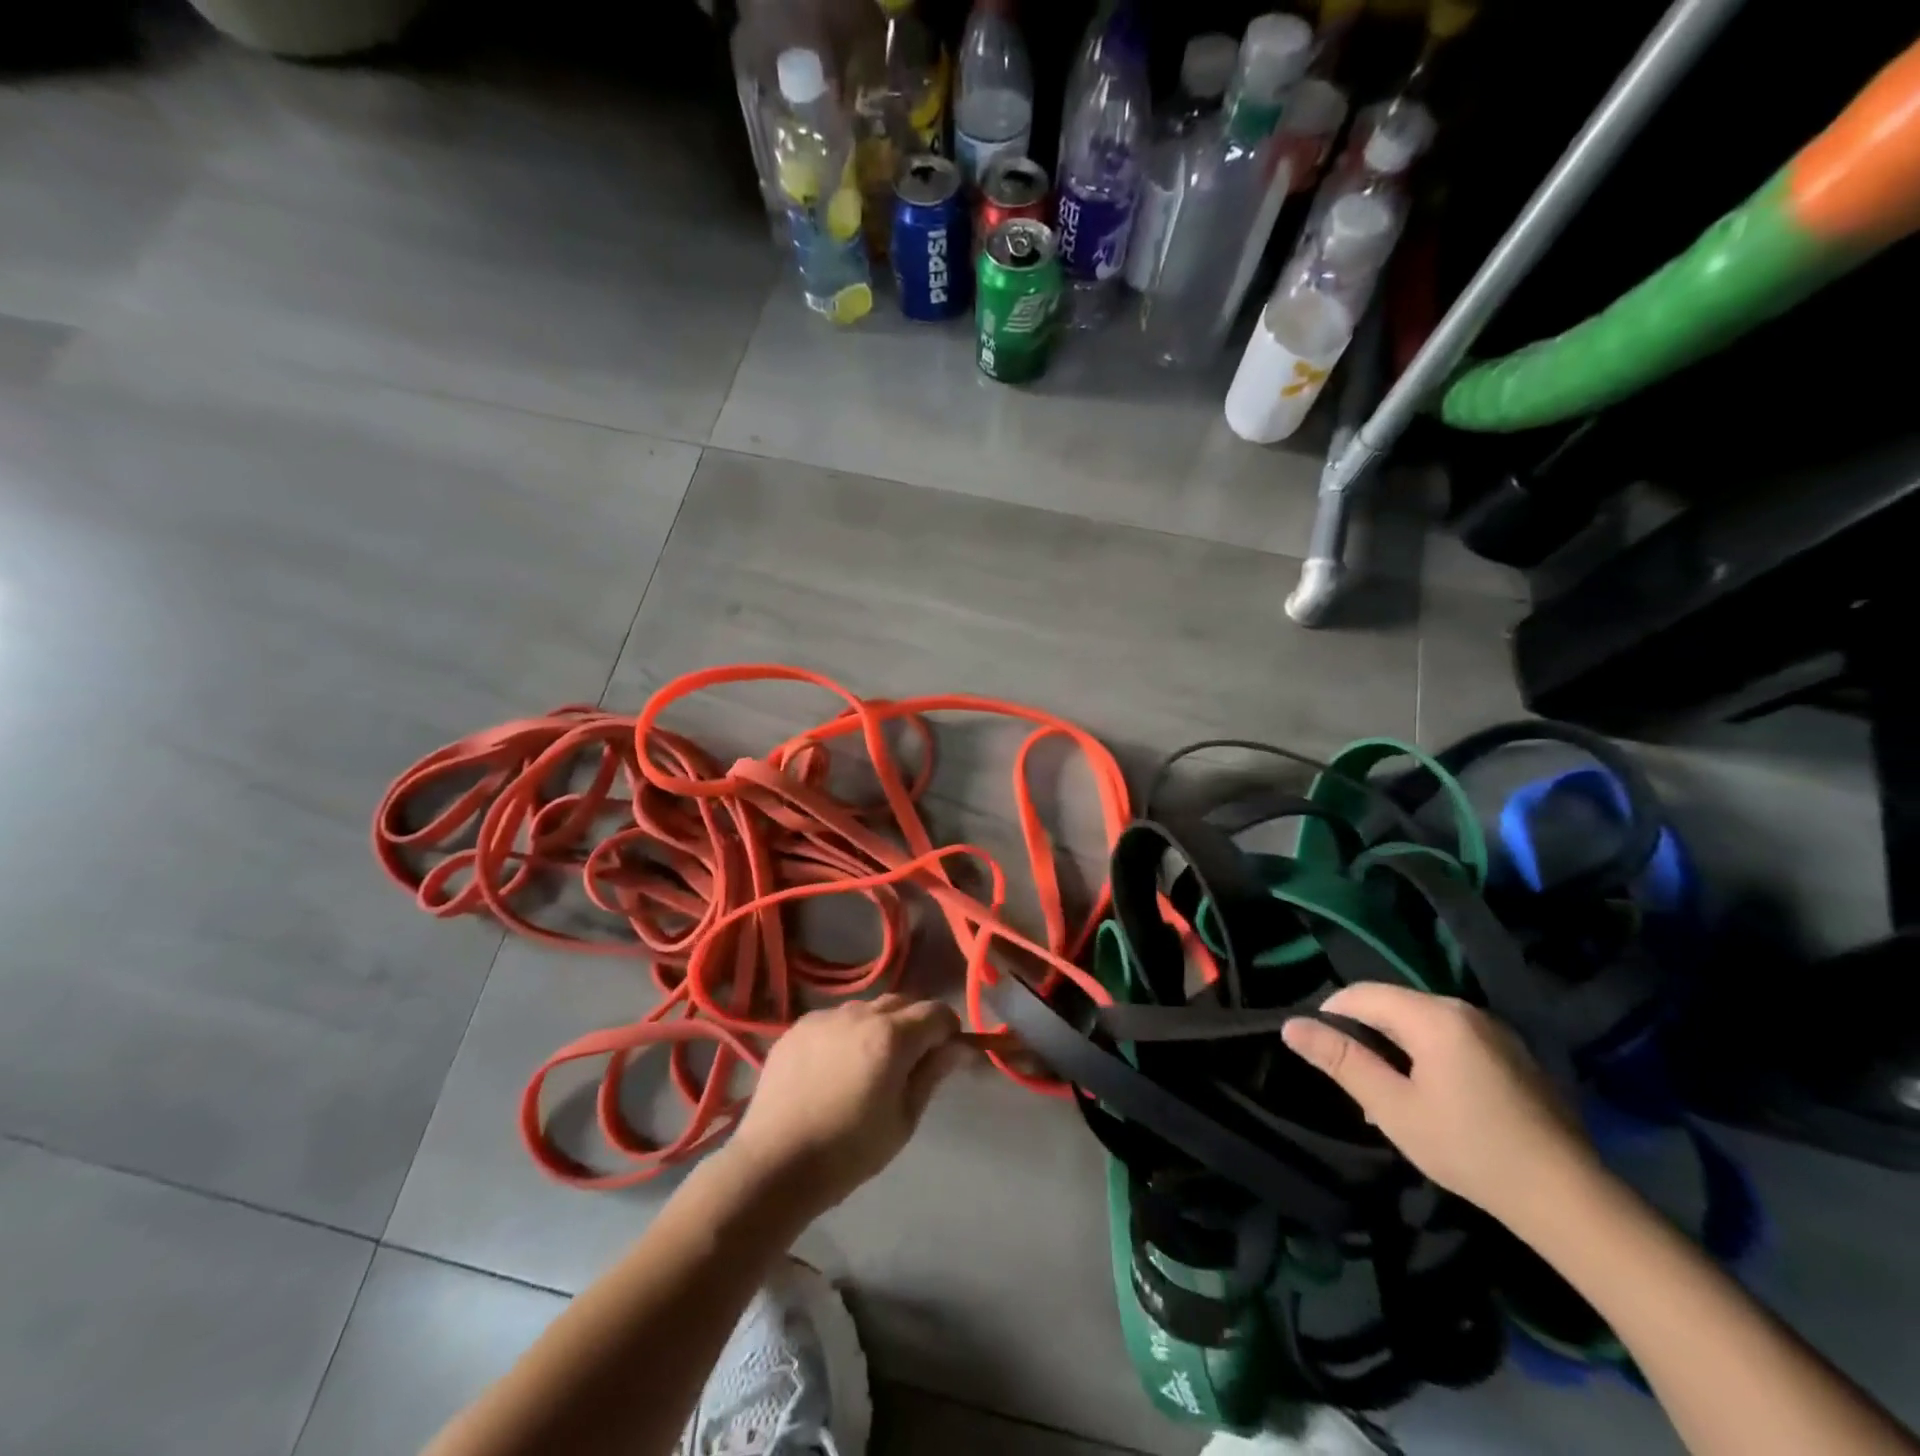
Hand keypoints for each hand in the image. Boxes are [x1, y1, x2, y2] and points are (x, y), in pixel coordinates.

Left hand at [727, 995, 975, 1218]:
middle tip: (909, 1062)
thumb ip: (932, 1074)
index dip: (948, 1031)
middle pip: (903, 1002)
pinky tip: (834, 1068)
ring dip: (880, 1026)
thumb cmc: (849, 1151)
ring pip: (868, 1008)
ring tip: (867, 1065)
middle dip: (916, 1024)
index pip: (937, 1012)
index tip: (944, 1056)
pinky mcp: (798, 1026)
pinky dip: (846, 1034)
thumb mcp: (903, 1119)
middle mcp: (860, 1013)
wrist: (774, 1164)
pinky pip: (836, 1019)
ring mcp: (825, 1016)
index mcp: (892, 1036)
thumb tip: (959, 1047)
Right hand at [1282, 982, 1598, 1226]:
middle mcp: (1463, 1009)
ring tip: (1392, 1099)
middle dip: (1365, 1038)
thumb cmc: (1470, 1150)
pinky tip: (1435, 1102)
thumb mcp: (1392, 1108)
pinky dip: (1428, 1057)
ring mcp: (1494, 1030)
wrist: (1571, 1200)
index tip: (1323, 1058)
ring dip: (1395, 1050)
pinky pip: (1452, 1038)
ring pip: (1421, 1023)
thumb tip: (1291, 1026)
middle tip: (1359, 1088)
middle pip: (1391, 1005)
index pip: (1360, 994)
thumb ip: (1341, 1060)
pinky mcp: (1513, 1053)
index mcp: (1433, 1015)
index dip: (1330, 1017)